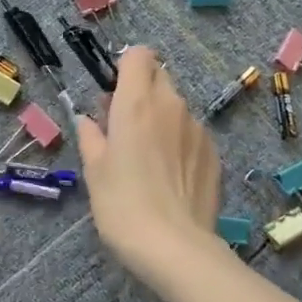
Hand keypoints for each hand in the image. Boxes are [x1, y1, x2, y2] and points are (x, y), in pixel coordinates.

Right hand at [77, 47, 226, 285]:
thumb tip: (88, 120)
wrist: (174, 246)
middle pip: (158, 76)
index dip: (124, 67)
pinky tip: (170, 176)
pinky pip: (192, 132)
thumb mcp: (94, 170)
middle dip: (141, 90)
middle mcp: (171, 105)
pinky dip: (179, 141)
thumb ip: (91, 136)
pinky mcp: (214, 152)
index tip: (113, 93)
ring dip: (161, 118)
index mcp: (136, 103)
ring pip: (176, 106)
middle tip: (123, 126)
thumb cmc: (122, 204)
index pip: (138, 55)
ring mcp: (197, 128)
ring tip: (147, 158)